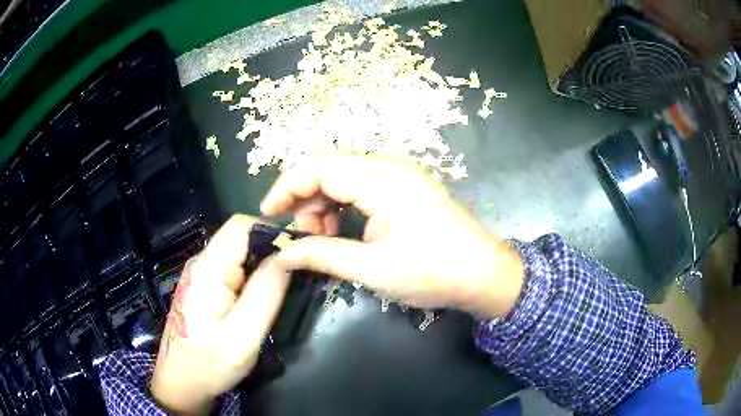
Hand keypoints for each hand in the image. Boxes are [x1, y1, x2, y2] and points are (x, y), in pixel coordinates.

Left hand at [150, 215, 290, 414]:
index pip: (241, 226)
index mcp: (208, 270)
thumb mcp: (242, 337)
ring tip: (281, 292)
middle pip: (241, 238)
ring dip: (263, 266)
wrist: (180, 382)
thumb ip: (264, 294)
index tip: (297, 256)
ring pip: (239, 254)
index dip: (272, 233)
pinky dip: (252, 278)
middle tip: (295, 279)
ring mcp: (201, 274)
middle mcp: (202, 263)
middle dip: (271, 252)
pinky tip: (260, 301)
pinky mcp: (204, 287)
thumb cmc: (209, 364)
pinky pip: (233, 270)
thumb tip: (287, 256)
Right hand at [261, 155, 523, 317]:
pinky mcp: (404, 189)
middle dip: (306, 200)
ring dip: (324, 206)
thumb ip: (323, 256)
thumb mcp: (373, 269)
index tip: (269, 215)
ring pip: (343, 179)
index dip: (287, 187)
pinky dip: (343, 209)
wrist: (485, 276)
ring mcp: (399, 176)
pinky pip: (361, 189)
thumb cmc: (434, 273)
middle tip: (302, 239)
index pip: (319, 167)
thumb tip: (281, 254)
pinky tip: (343, 234)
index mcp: (382, 179)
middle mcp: (389, 167)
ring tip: (323, 241)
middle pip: (329, 169)